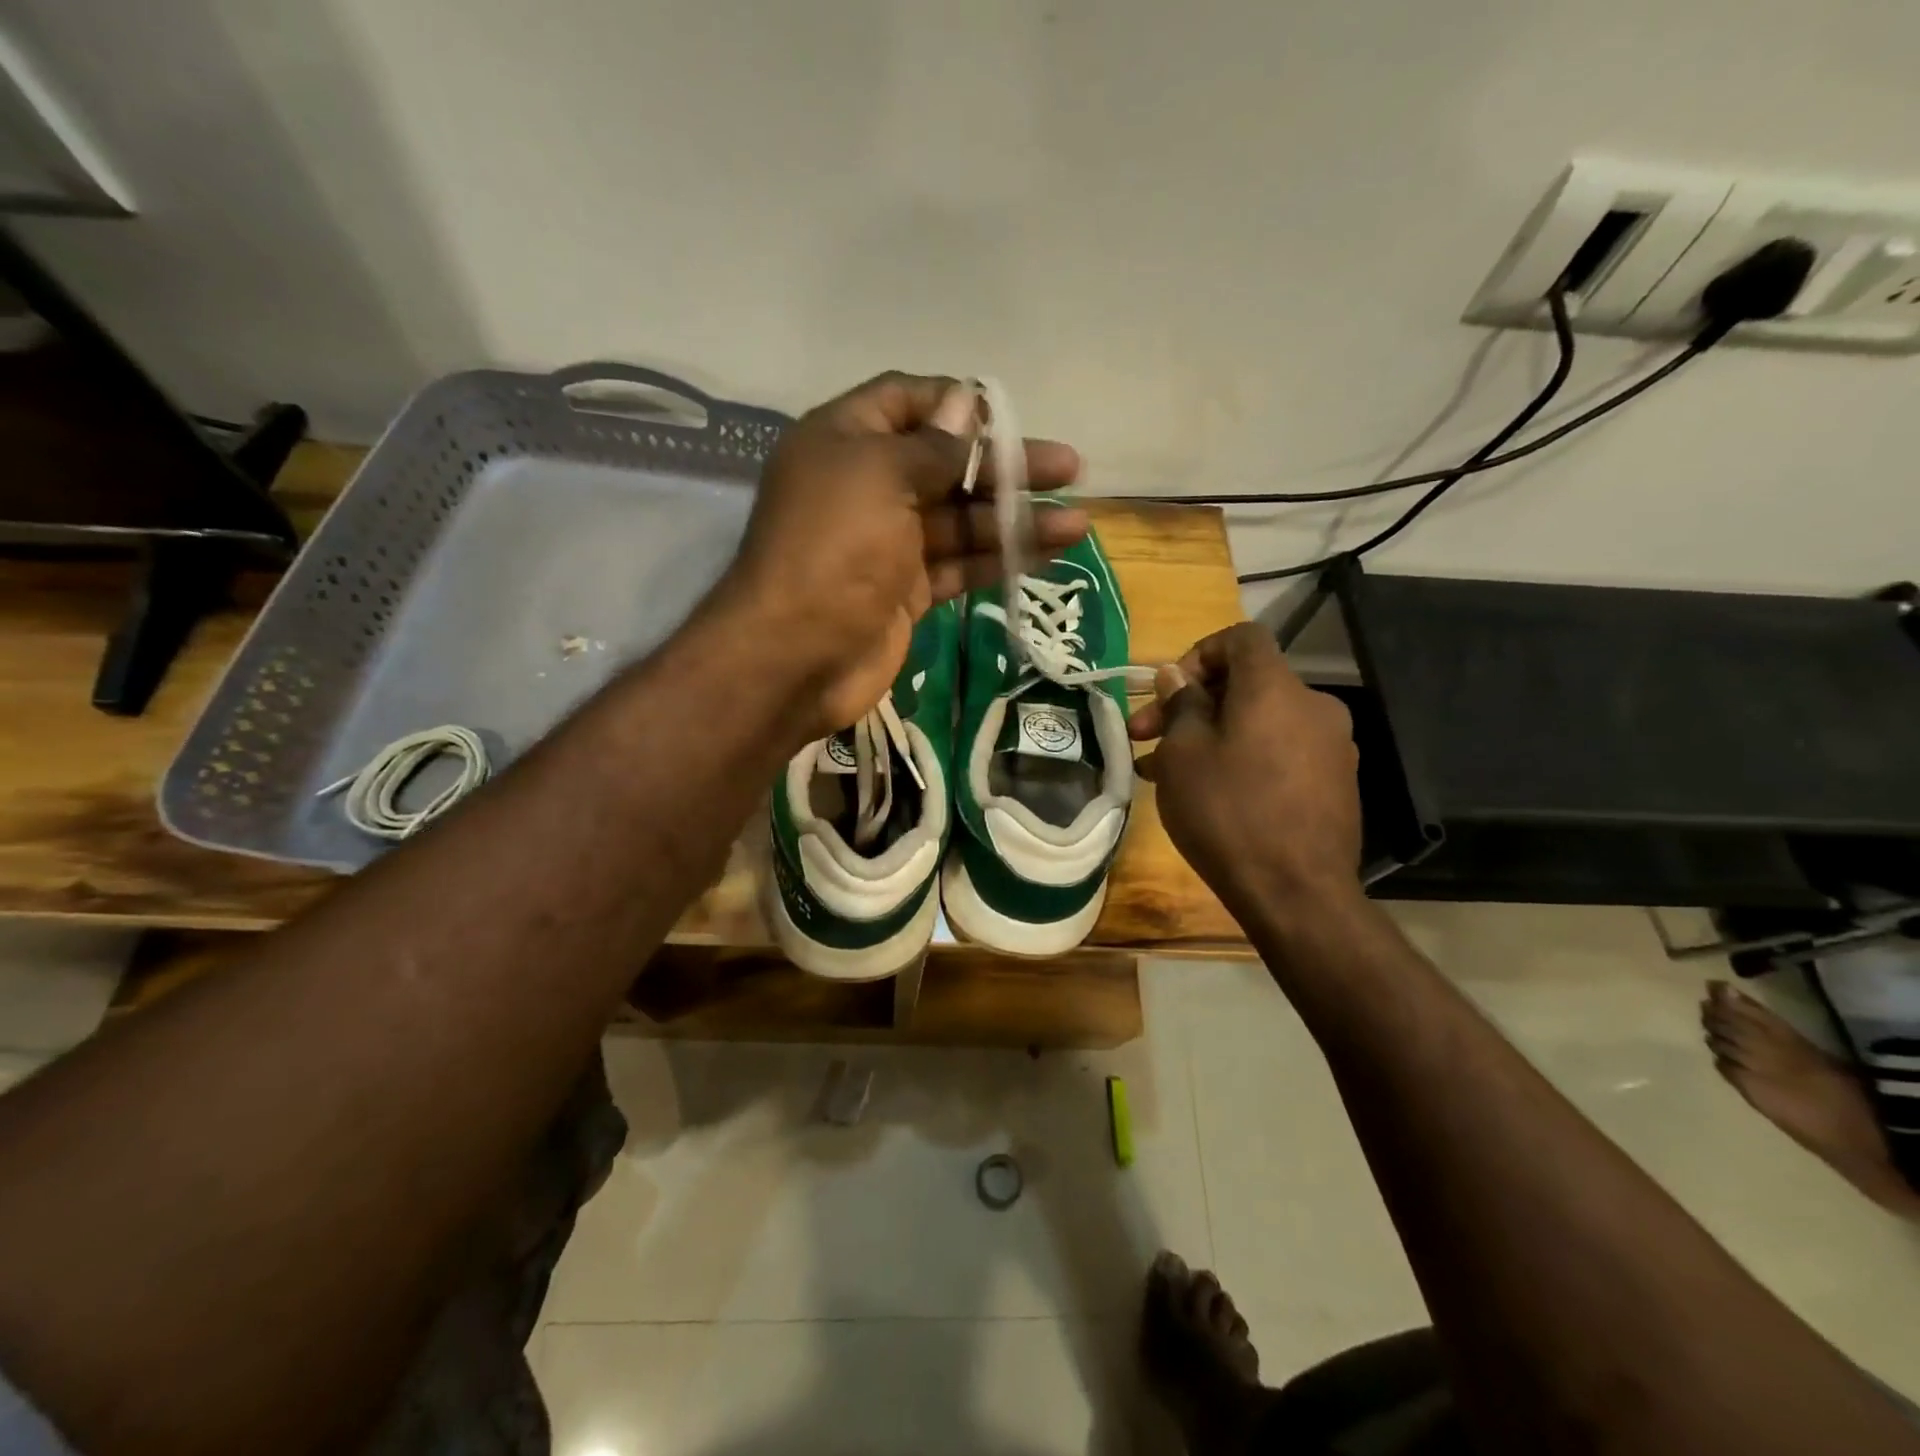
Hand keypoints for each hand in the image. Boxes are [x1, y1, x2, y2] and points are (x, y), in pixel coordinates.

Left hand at [722, 372, 1086, 737]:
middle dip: (1007, 466)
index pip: (907, 402)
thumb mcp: (881, 477)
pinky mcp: (907, 591)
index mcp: (846, 442)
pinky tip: (1048, 554)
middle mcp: (868, 486)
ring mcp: (889, 543)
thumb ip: (932, 445)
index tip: (1008, 417)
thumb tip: (967, 404)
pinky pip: (960, 565)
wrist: (796, 656)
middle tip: (1069, 467)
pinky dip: (999, 559)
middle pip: (947, 464)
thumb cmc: (834, 549)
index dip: (958, 404)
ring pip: (962, 520)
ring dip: (1016, 518)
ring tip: (1076, 522)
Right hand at [1128, 622, 1362, 920]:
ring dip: (1210, 735)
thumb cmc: (1228, 812)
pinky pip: (1278, 751)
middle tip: (1145, 737)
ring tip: (1163, 772)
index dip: (1197, 652)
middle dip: (1191, 704)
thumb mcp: (1183, 754)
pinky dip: (1241, 757)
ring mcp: (1330, 746)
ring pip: (1258, 722)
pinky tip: (1208, 793)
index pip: (1241, 637)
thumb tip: (1177, 677)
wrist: (1297, 893)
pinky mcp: (1334, 782)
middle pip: (1246, 683)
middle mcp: (1312, 705)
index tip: (1167, 692)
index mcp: (1276, 688)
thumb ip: (1180, 704)